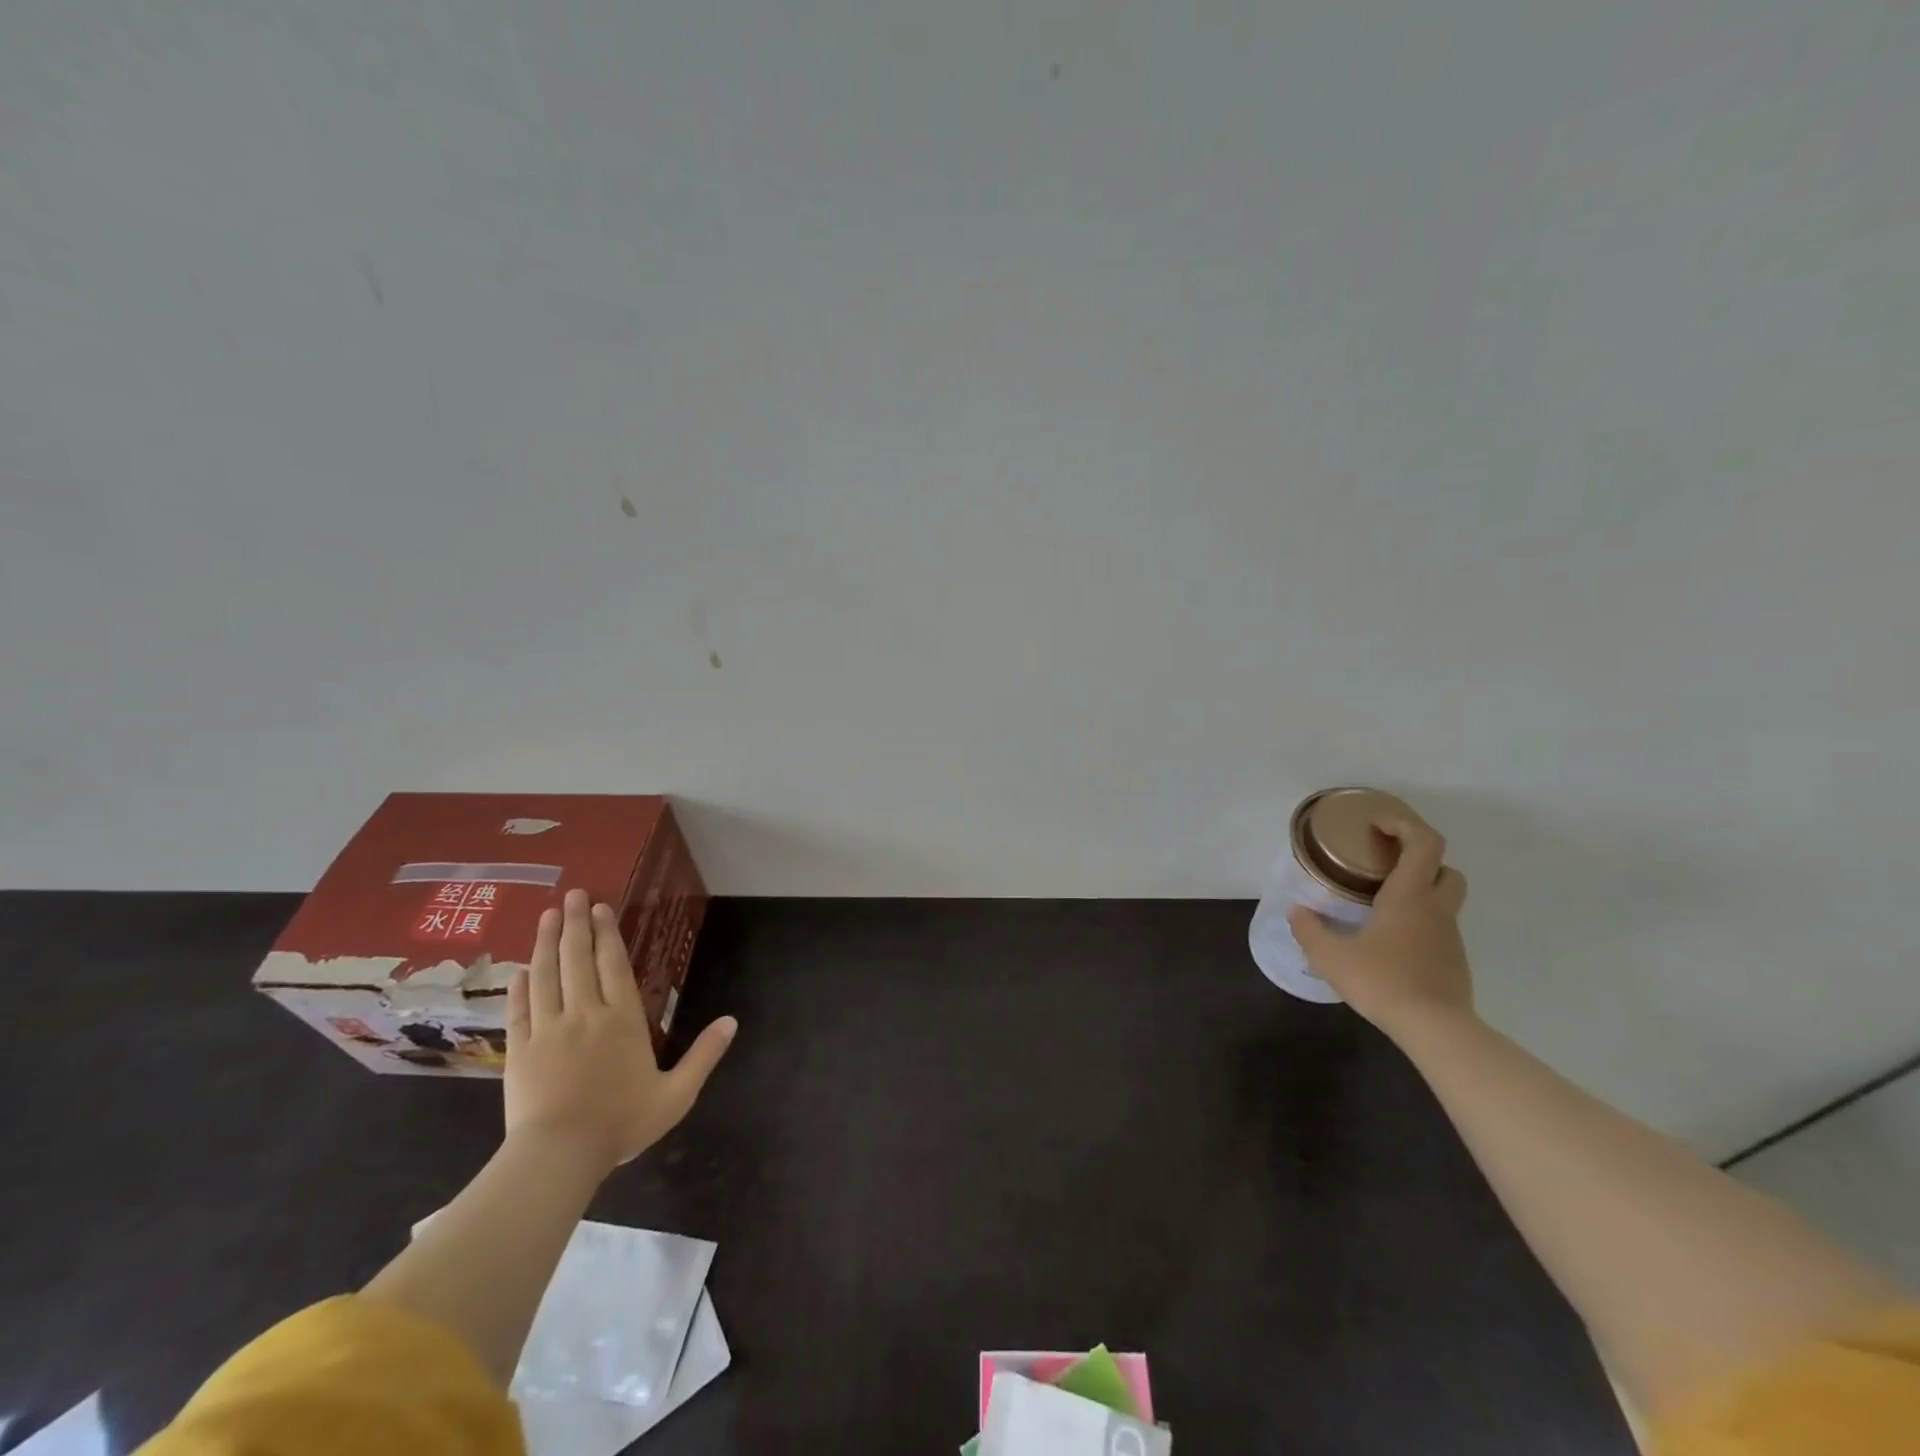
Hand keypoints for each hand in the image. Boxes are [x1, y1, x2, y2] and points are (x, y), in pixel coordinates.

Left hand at [504, 888, 736, 1172]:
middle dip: (575, 924)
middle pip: (578, 960)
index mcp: (622, 1020)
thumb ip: (704, 1056)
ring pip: (546, 976)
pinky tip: (519, 969)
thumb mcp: (676, 1095)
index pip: (613, 965)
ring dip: (545, 943)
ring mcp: (548, 1030)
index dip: (607, 934)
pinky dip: (519, 986)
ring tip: (546, 915)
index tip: (599, 908)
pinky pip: (518, 1010)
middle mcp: (585, 1014)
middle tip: (571, 894)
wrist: (559, 1157)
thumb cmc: (621, 1124)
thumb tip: (732, 1021)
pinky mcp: (519, 1051)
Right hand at [1286, 814, 1471, 1038]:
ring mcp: (1449, 936)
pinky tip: (1390, 943)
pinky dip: (1419, 924)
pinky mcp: (1454, 962)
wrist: (1436, 1030)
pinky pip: (1438, 929)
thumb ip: (1309, 930)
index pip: (1423, 843)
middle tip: (1385, 865)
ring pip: (1443, 900)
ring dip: (1419, 892)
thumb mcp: (1330, 956)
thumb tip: (1296, 911)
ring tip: (1380, 905)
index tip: (1376, 824)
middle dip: (1419, 858)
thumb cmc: (1382, 981)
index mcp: (1409, 896)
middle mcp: (1435, 909)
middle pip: (1445, 868)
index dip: (1403, 824)